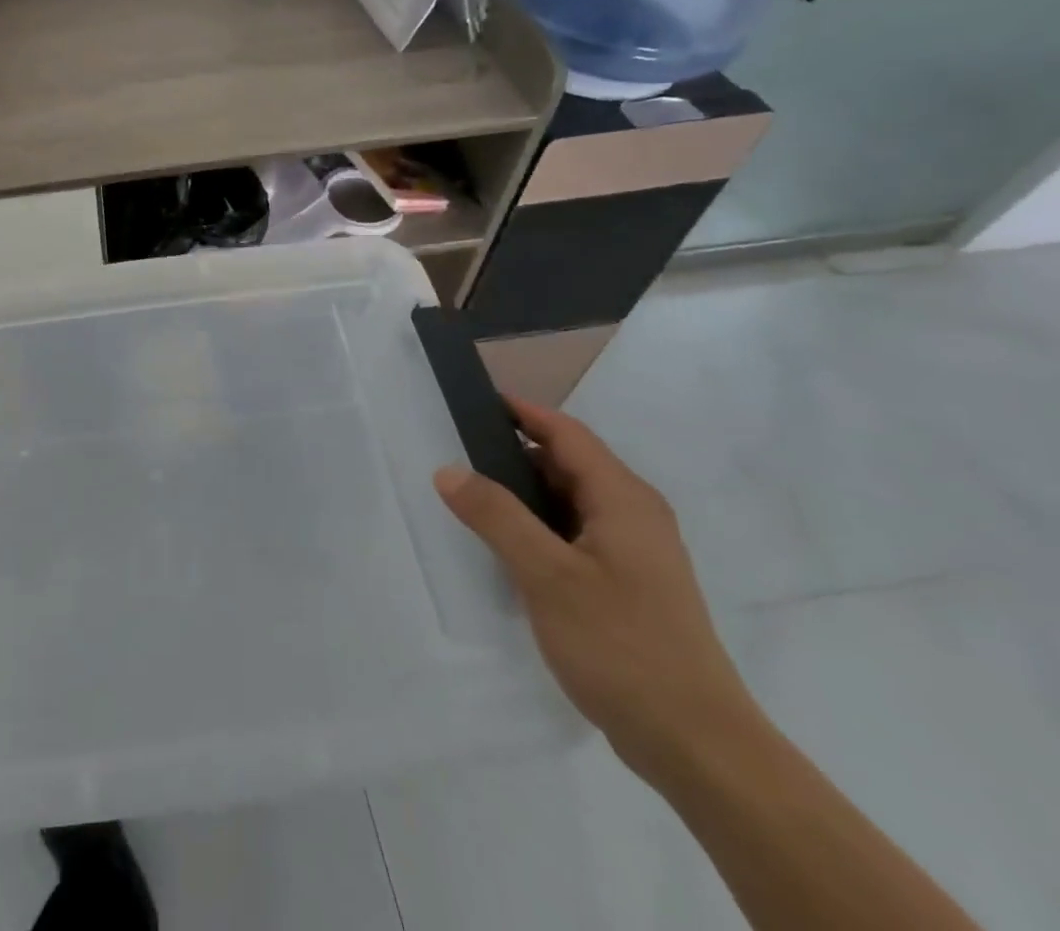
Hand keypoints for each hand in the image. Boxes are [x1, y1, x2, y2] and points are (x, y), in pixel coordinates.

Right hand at [432, 397, 762, 782]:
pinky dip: (538, 525)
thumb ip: (496, 516)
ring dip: (523, 492)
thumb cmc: (622, 645)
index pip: (565, 433)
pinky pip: (574, 532)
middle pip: (567, 463)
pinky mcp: (628, 584)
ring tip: (470, 497)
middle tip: (456, 453)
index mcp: (622, 499)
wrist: (697, 744)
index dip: (521, 412)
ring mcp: (635, 552)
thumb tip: (448, 469)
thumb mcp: (547, 575)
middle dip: (513, 452)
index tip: (472, 402)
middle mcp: (634, 515)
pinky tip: (507, 546)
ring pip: (570, 500)